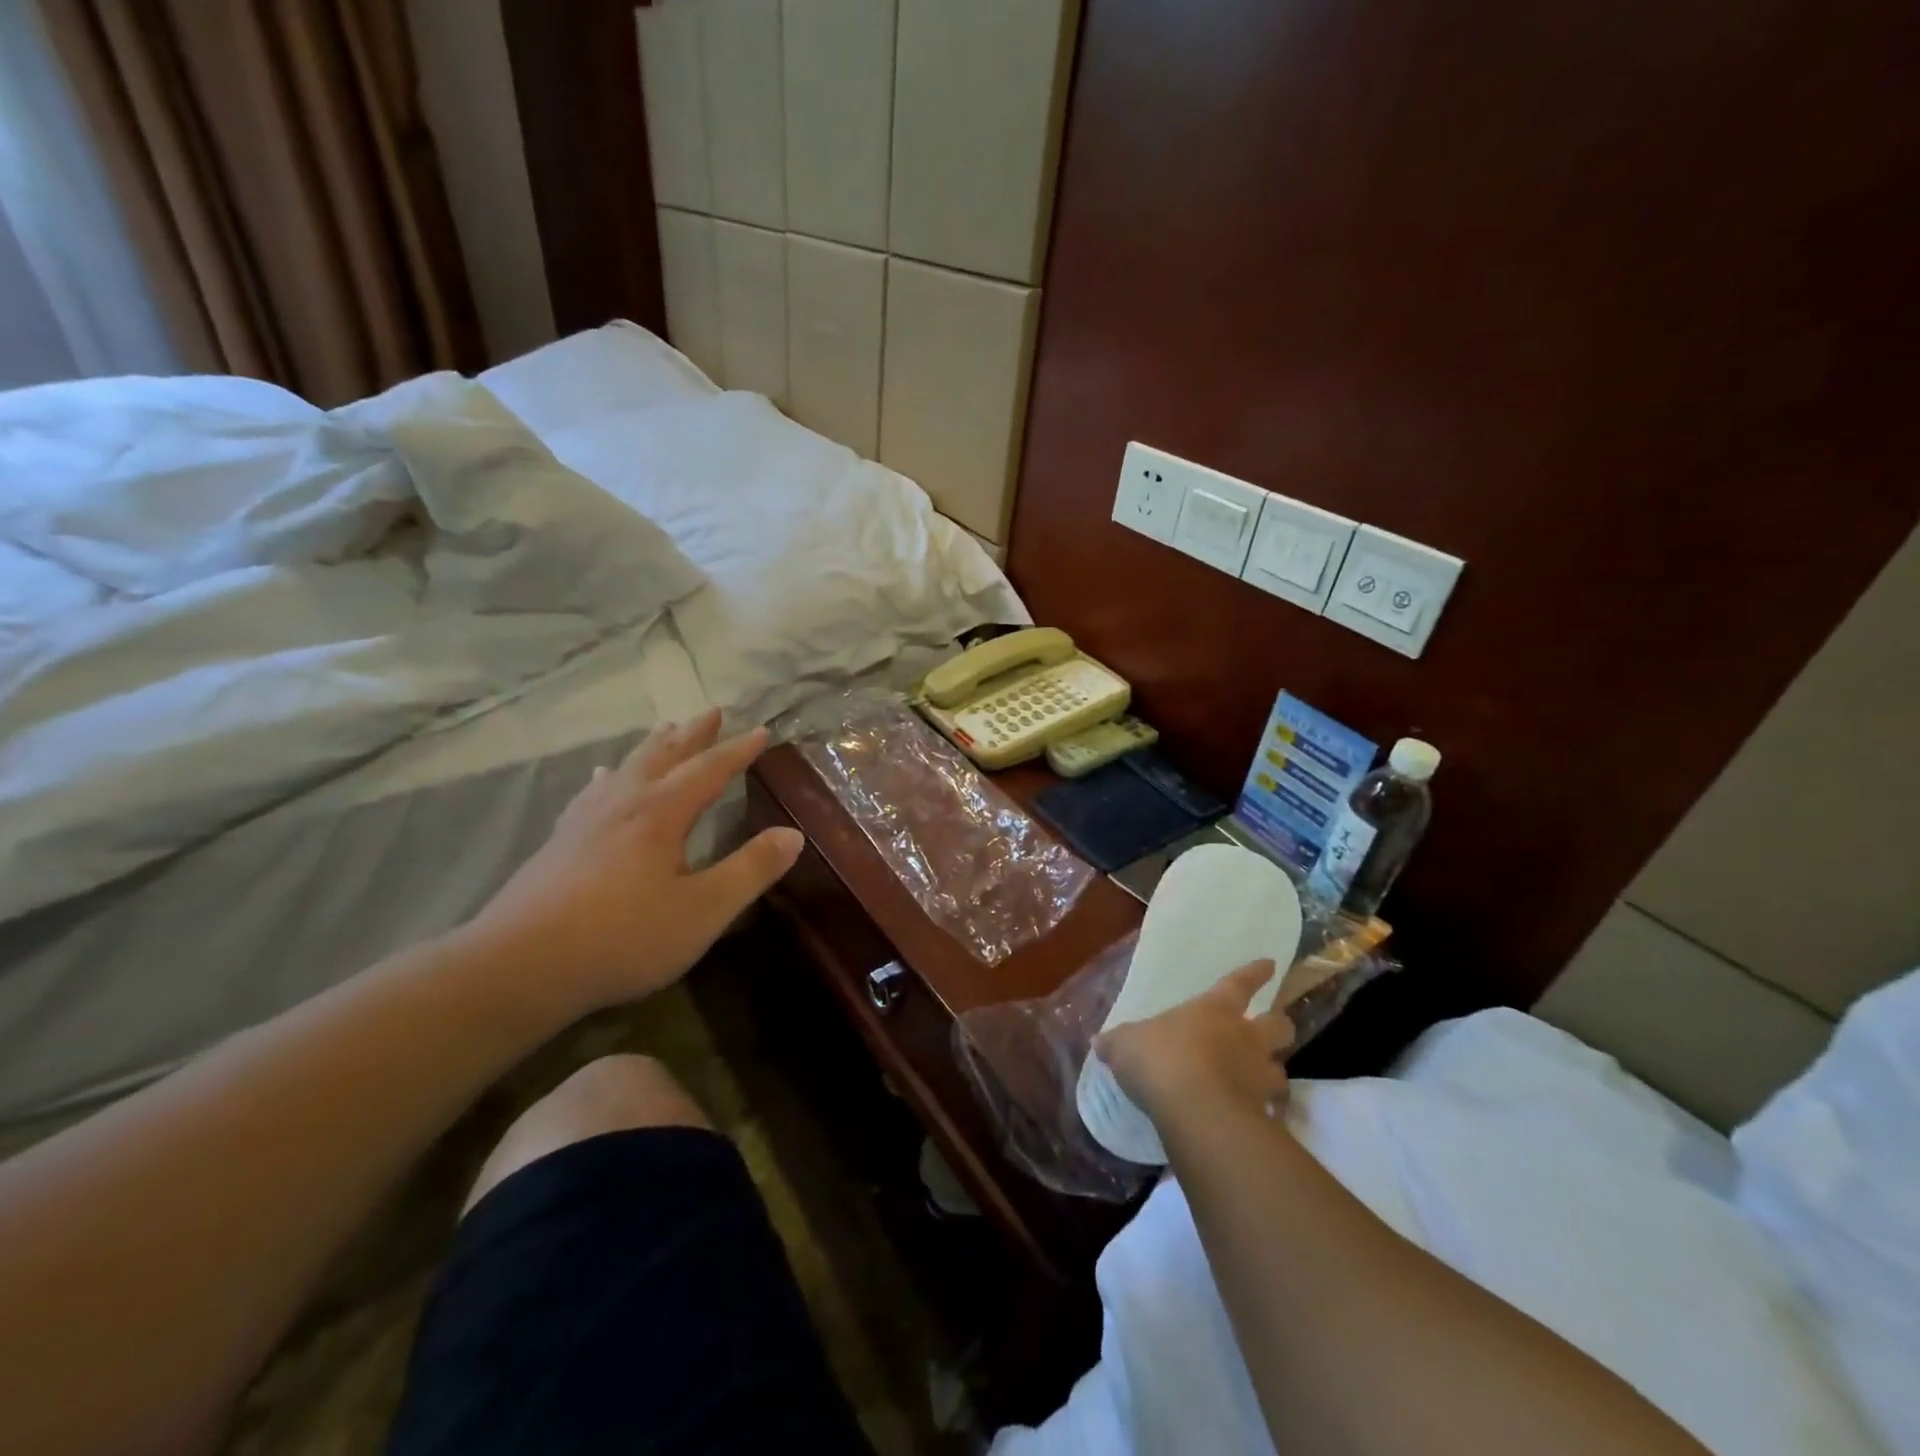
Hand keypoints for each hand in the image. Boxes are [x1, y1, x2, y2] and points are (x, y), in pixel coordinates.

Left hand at [469, 710, 803, 1019]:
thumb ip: (751, 870)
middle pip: (664, 756)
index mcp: (661, 814)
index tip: (762, 731)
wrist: (520, 966)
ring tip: (665, 729)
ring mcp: (586, 821)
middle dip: (693, 735)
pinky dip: (607, 777)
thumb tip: (793, 834)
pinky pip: (591, 793)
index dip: (738, 751)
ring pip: (627, 768)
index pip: (709, 770)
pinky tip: (601, 778)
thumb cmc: (623, 937)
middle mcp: (624, 804)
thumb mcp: (704, 910)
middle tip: (712, 711)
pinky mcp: (560, 842)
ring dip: (653, 747)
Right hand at [1095, 960, 1294, 1126]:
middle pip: (1279, 1026)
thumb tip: (1100, 1042)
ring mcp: (1258, 1076)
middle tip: (1275, 1029)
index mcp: (1214, 1010)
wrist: (1195, 1109)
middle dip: (1280, 1025)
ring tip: (1261, 1081)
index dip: (1254, 973)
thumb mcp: (1126, 1045)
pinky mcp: (1262, 1113)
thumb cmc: (1160, 1059)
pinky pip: (1270, 1110)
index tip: (1270, 964)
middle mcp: (1245, 1038)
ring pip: (1280, 1070)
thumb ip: (1118, 1043)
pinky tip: (1251, 1118)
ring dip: (1272, 1073)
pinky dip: (1263, 1112)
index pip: (1239, 983)